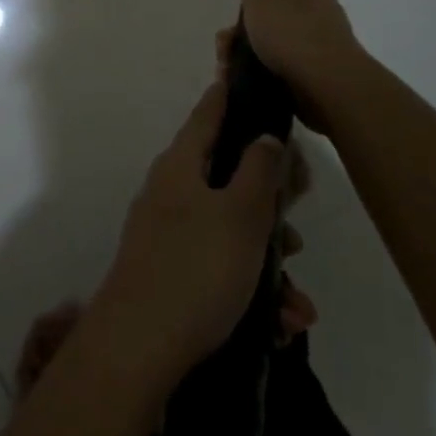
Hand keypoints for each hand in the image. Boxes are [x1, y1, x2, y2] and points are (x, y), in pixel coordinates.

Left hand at [90, 78, 286, 386]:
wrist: (137, 349)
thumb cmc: (196, 269)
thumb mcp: (240, 215)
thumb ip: (259, 171)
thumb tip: (264, 136)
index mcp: (181, 164)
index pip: (209, 112)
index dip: (234, 96)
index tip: (259, 87)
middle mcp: (171, 191)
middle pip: (228, 176)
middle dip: (269, 203)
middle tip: (296, 223)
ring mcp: (169, 233)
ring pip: (231, 231)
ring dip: (268, 263)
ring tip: (297, 307)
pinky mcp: (172, 274)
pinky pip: (221, 269)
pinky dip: (251, 291)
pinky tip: (278, 326)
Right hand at [235, 0, 363, 127]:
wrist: (327, 88)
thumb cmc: (293, 31)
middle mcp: (320, 11)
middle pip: (286, 3)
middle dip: (256, 13)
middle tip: (229, 29)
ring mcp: (320, 44)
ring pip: (277, 38)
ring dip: (248, 46)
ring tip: (225, 59)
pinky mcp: (314, 75)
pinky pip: (278, 66)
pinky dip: (255, 69)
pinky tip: (236, 77)